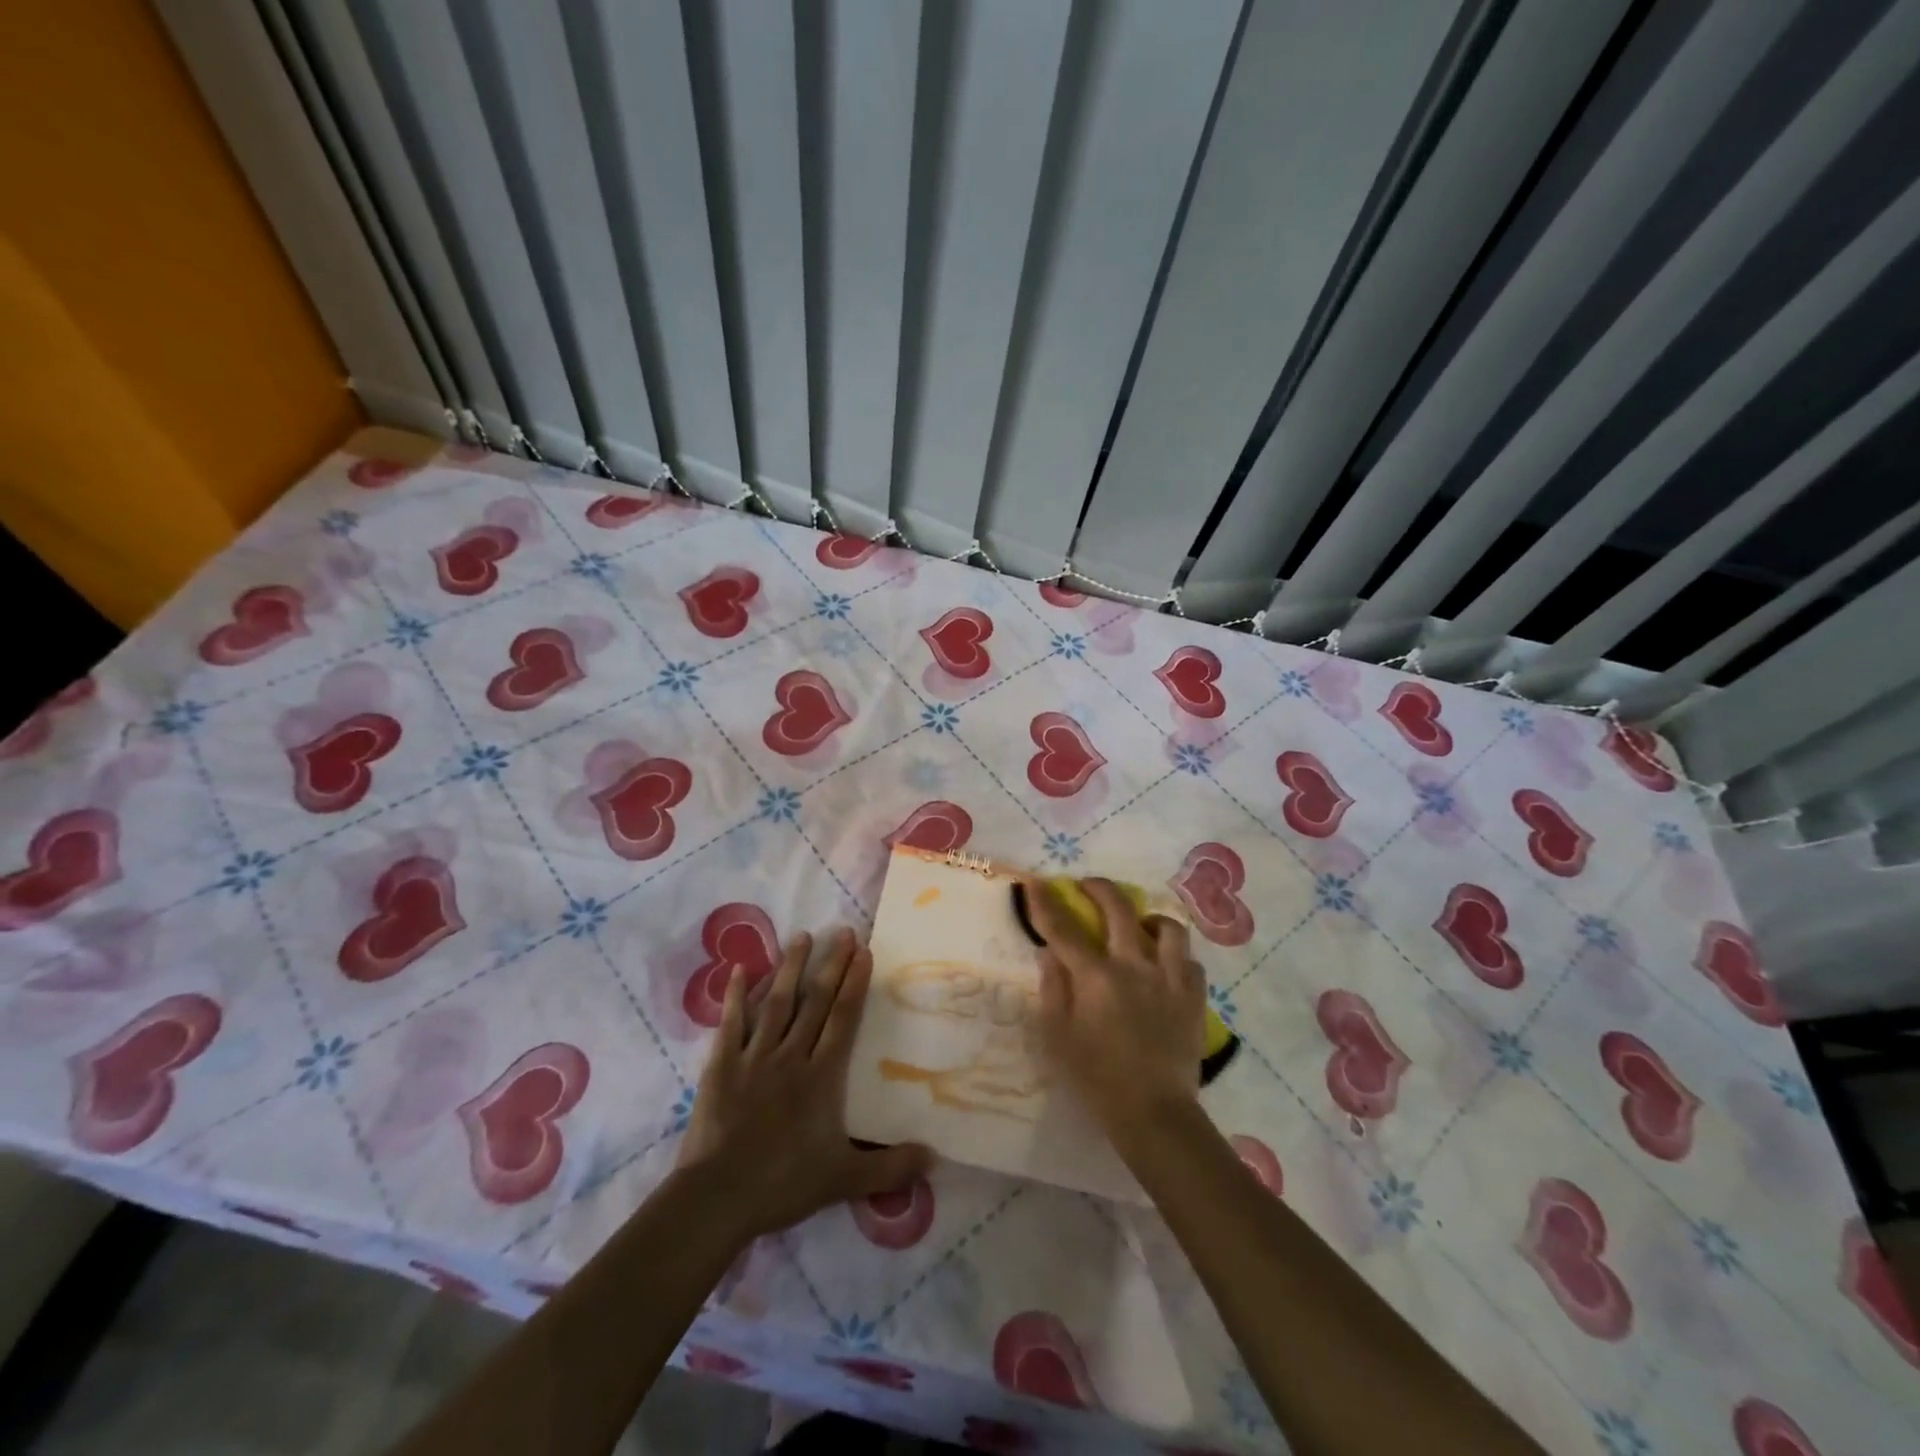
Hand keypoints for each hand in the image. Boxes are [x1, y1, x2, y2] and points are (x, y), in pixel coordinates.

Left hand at [675, 927, 930, 1239]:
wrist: (719, 1197)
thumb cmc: (783, 1183)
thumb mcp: (844, 1179)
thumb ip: (890, 1167)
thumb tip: (934, 1158)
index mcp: (821, 1076)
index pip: (843, 1019)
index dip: (855, 984)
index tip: (864, 953)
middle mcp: (791, 1055)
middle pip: (815, 1001)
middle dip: (831, 965)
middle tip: (843, 932)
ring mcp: (754, 1056)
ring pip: (777, 1002)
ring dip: (790, 967)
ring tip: (802, 936)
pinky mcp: (722, 1065)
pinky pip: (732, 1022)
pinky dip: (736, 995)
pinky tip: (741, 968)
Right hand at [1027, 878, 1207, 1136]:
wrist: (1154, 1115)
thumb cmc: (1097, 1078)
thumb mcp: (1059, 1037)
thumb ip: (1053, 988)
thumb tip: (1050, 953)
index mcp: (1096, 977)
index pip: (1064, 928)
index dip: (1046, 902)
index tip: (1034, 882)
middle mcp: (1134, 965)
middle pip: (1119, 908)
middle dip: (1099, 889)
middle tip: (1088, 886)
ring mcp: (1169, 978)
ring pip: (1166, 927)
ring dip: (1148, 919)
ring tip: (1139, 926)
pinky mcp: (1193, 996)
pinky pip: (1190, 960)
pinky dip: (1175, 956)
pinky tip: (1165, 966)